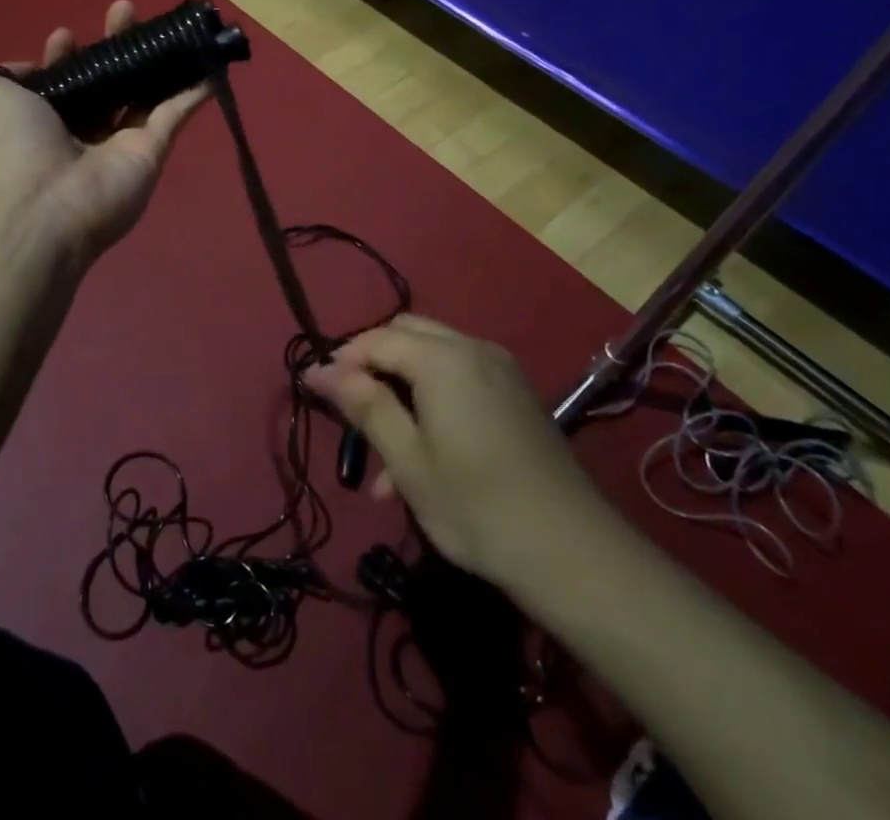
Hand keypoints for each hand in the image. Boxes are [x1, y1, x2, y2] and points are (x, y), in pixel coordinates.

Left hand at [0, 0, 211, 271]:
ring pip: (143, 94)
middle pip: (105, 83)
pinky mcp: (152, 153)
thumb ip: (9, 74)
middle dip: (114, 45)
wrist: (42, 202)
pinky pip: (176, 115)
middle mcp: (80, 132)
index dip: (64, 57)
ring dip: (156, 60)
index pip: (59, 83)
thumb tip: (34, 66)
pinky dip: (194, 91)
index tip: (66, 36)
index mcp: (41, 120)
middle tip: (124, 11)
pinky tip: (208, 62)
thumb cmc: (12, 142)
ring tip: (167, 23)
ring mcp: (119, 144)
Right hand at [305, 315, 607, 592]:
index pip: (376, 339)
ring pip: (433, 357)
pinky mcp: (516, 393)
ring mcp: (500, 369)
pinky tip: (422, 454)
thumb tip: (318, 369)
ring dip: (401, 387)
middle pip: (406, 335)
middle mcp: (473, 348)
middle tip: (350, 410)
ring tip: (381, 455)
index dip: (342, 361)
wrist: (574, 554)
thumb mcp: (408, 460)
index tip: (316, 392)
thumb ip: (364, 405)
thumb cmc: (477, 507)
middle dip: (372, 364)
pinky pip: (460, 378)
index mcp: (443, 359)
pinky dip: (432, 398)